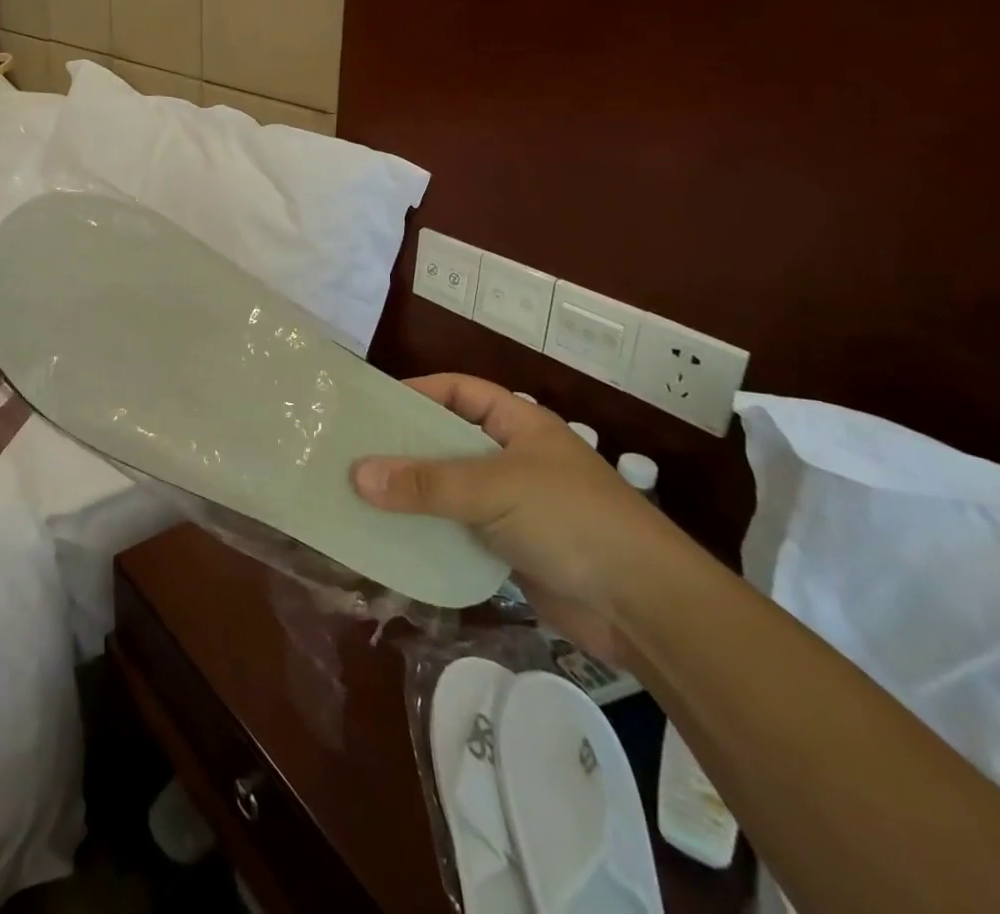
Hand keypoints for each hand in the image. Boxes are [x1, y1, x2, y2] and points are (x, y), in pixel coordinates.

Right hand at [352, 375, 688, 665]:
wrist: (645, 608)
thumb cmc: (572, 520)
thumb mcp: (494, 489)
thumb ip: (426, 483)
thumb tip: (357, 474)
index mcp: (519, 425)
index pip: (461, 391)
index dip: (419, 390)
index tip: (373, 404)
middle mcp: (514, 458)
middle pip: (449, 441)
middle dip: (406, 448)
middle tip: (353, 452)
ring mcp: (514, 506)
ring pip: (450, 490)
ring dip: (413, 494)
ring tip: (360, 495)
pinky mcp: (511, 549)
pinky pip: (458, 531)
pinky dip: (428, 533)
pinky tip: (392, 539)